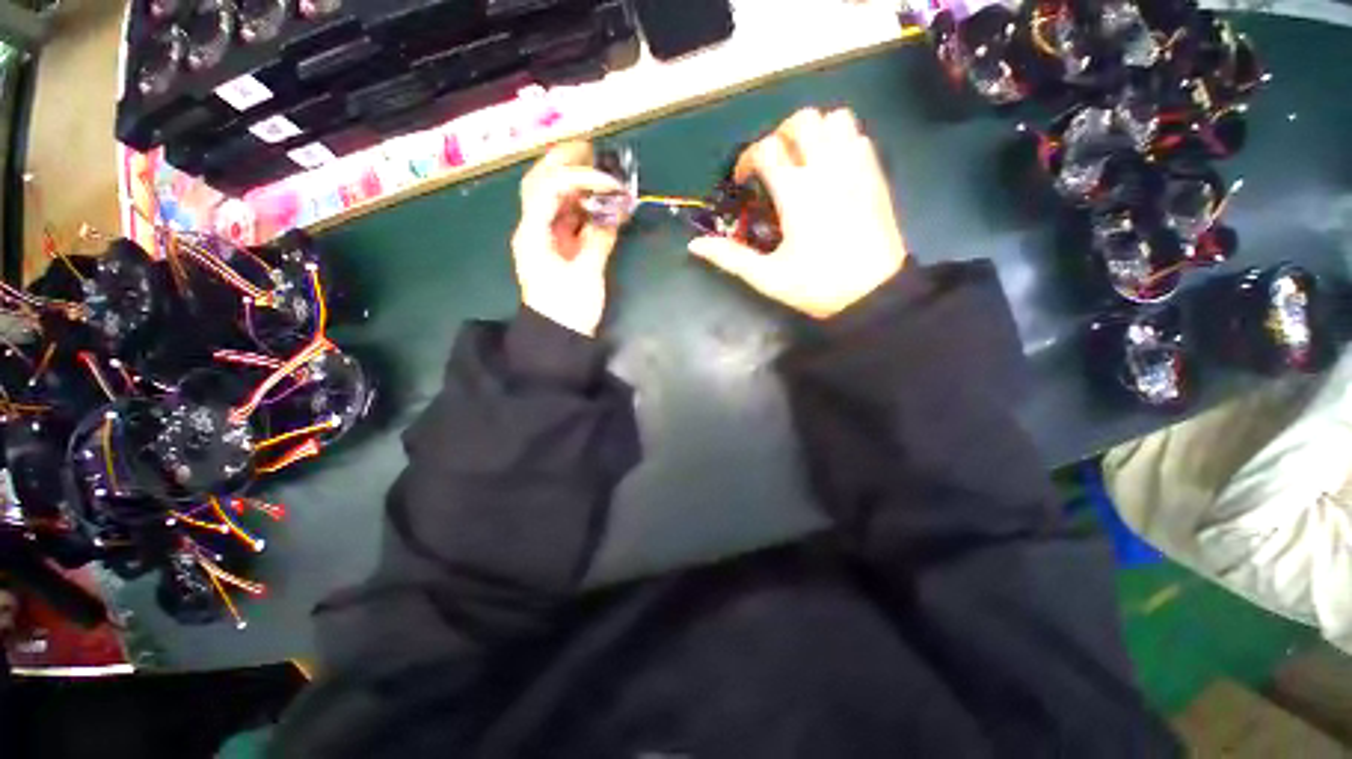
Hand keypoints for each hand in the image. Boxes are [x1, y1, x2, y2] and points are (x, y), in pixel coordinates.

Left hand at [512, 141, 625, 336]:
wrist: (558, 336)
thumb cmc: (568, 309)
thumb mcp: (587, 275)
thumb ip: (599, 240)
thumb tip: (614, 214)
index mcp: (533, 234)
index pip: (549, 189)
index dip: (578, 177)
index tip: (609, 182)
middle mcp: (533, 229)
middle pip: (541, 183)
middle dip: (563, 162)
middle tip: (590, 148)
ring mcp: (544, 238)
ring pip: (552, 198)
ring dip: (572, 181)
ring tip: (596, 168)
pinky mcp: (556, 249)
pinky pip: (565, 218)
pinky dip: (580, 206)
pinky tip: (597, 201)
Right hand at [688, 108, 908, 318]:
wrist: (873, 294)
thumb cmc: (817, 286)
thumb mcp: (767, 277)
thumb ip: (730, 257)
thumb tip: (695, 245)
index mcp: (797, 193)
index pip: (766, 149)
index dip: (747, 159)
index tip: (743, 181)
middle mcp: (827, 168)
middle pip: (802, 119)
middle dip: (780, 134)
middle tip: (774, 164)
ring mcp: (856, 168)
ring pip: (836, 118)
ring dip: (815, 131)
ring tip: (804, 159)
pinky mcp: (876, 175)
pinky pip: (859, 136)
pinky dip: (841, 140)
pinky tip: (831, 168)